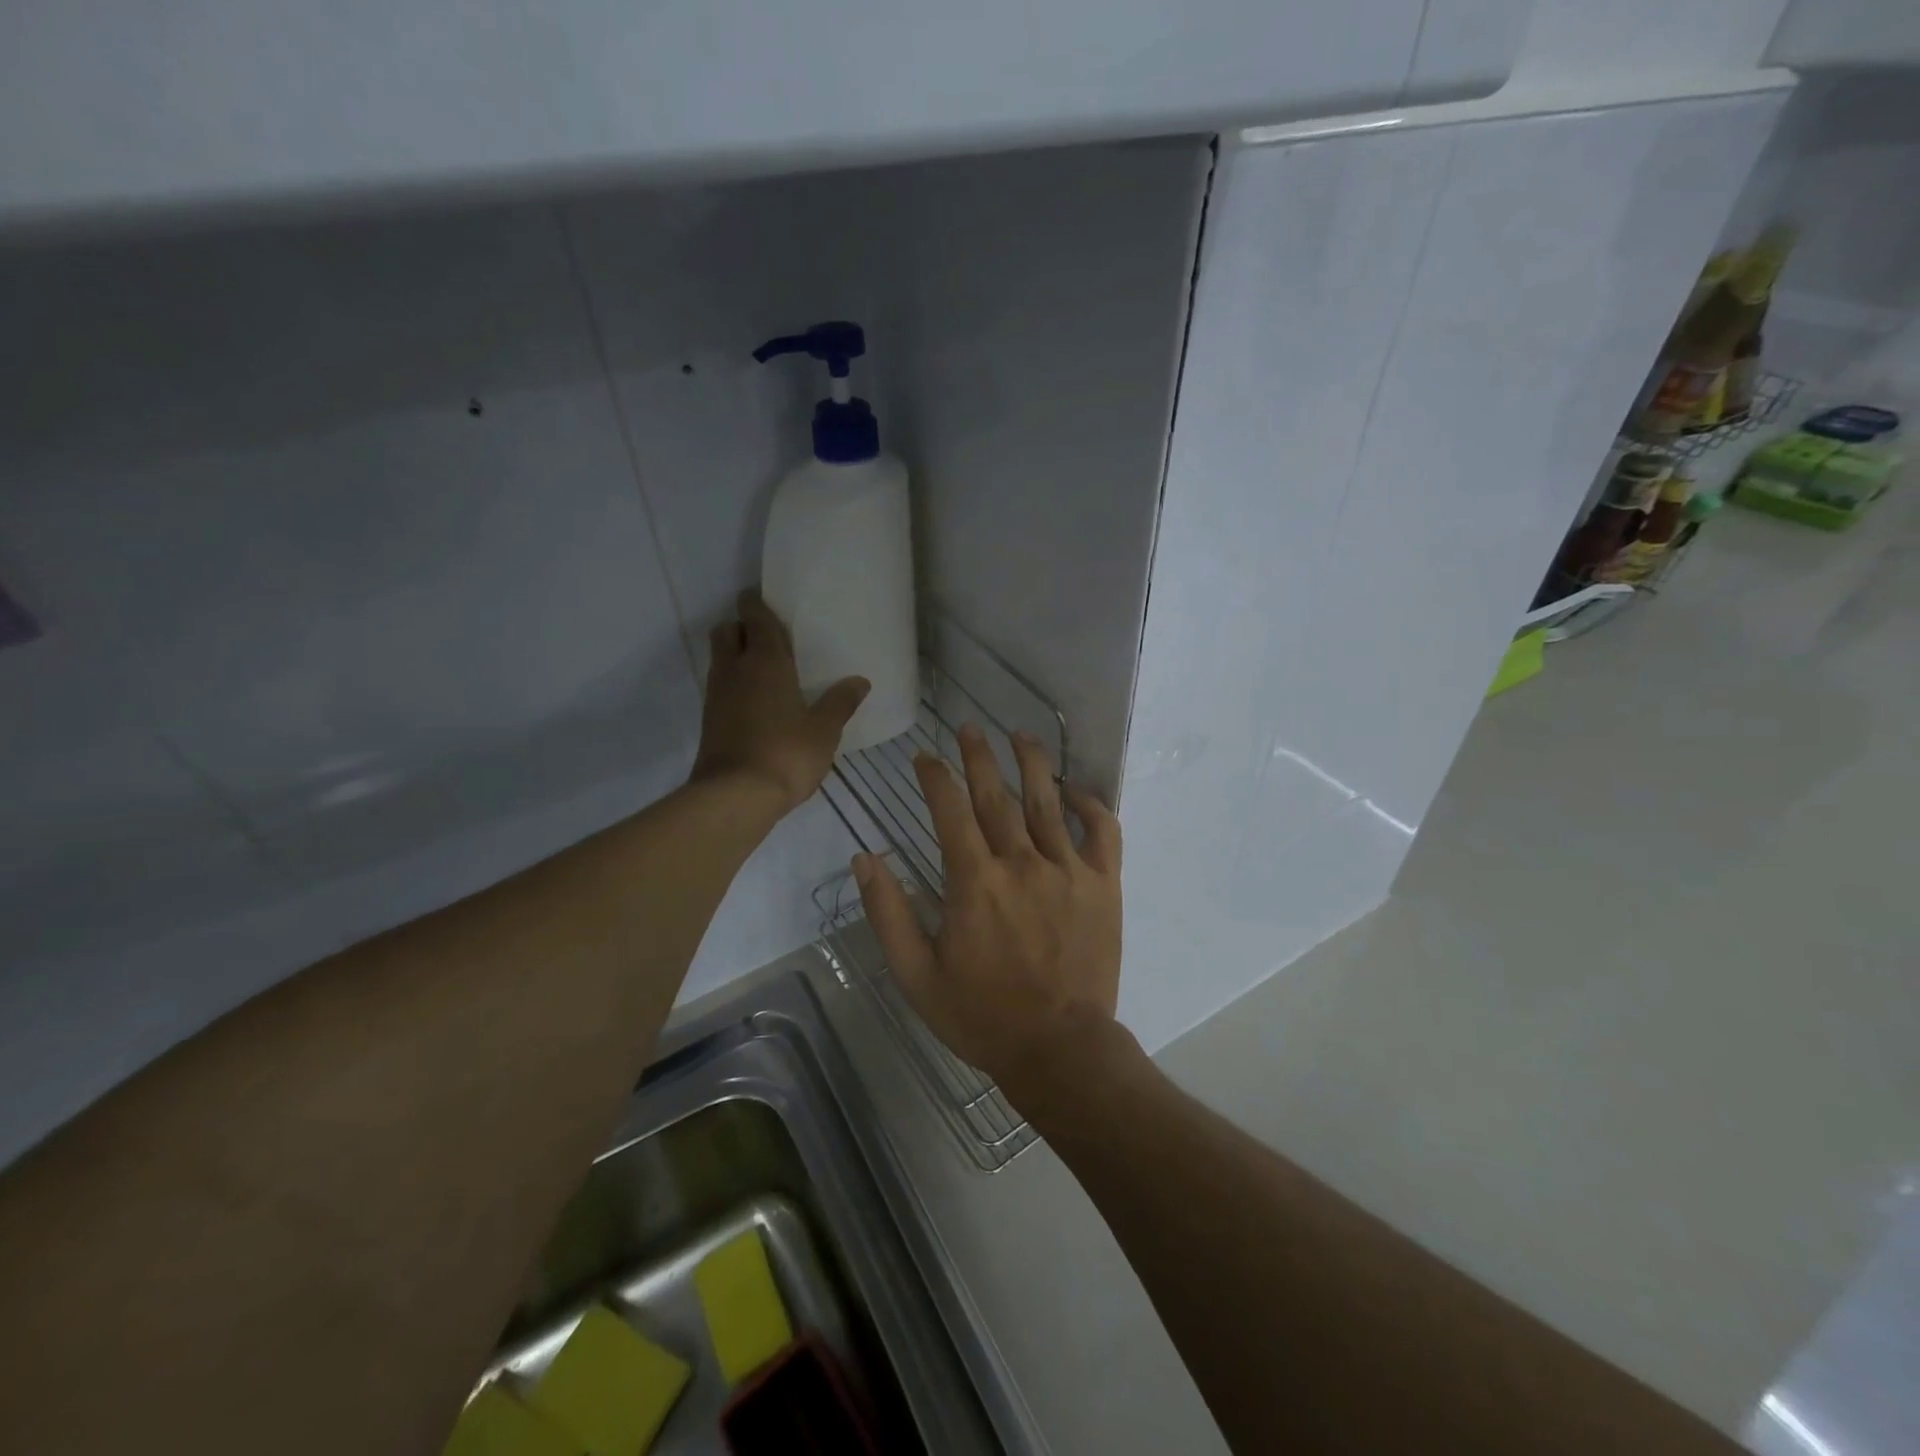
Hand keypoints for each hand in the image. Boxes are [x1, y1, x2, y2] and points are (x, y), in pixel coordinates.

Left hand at [692, 591, 868, 815]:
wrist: (735, 796)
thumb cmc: (786, 754)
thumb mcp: (824, 730)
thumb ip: (841, 702)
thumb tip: (860, 681)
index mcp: (766, 662)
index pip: (755, 619)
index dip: (756, 604)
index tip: (760, 597)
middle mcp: (736, 670)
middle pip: (726, 631)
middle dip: (740, 626)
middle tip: (765, 636)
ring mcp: (717, 695)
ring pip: (720, 658)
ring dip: (734, 654)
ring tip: (762, 667)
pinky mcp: (709, 720)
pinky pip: (720, 686)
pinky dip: (733, 682)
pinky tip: (754, 700)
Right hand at [853, 724, 1122, 1100]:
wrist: (1060, 1049)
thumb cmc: (982, 1015)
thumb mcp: (916, 974)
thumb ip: (888, 913)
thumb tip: (865, 857)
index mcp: (974, 881)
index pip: (950, 810)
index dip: (935, 777)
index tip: (924, 758)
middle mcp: (1021, 862)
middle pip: (996, 794)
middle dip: (979, 755)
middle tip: (968, 727)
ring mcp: (1068, 869)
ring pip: (1047, 800)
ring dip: (1031, 762)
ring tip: (1019, 734)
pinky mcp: (1103, 884)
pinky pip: (1102, 831)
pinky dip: (1090, 804)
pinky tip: (1075, 789)